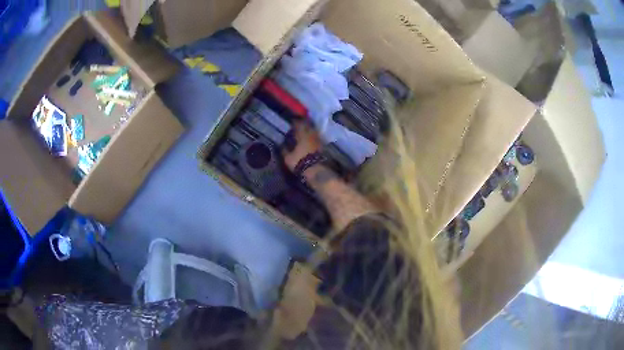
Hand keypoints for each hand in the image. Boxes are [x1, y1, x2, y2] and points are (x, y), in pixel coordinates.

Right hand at [282, 120, 322, 170]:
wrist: (316, 170)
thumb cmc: (300, 162)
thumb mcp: (288, 158)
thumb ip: (284, 150)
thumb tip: (281, 144)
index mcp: (302, 135)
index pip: (298, 124)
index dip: (295, 122)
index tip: (291, 121)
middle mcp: (311, 134)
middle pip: (307, 126)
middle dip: (303, 124)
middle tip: (298, 125)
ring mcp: (318, 140)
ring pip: (313, 131)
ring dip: (309, 130)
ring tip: (304, 132)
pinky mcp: (322, 146)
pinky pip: (316, 137)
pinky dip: (312, 137)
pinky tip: (310, 140)